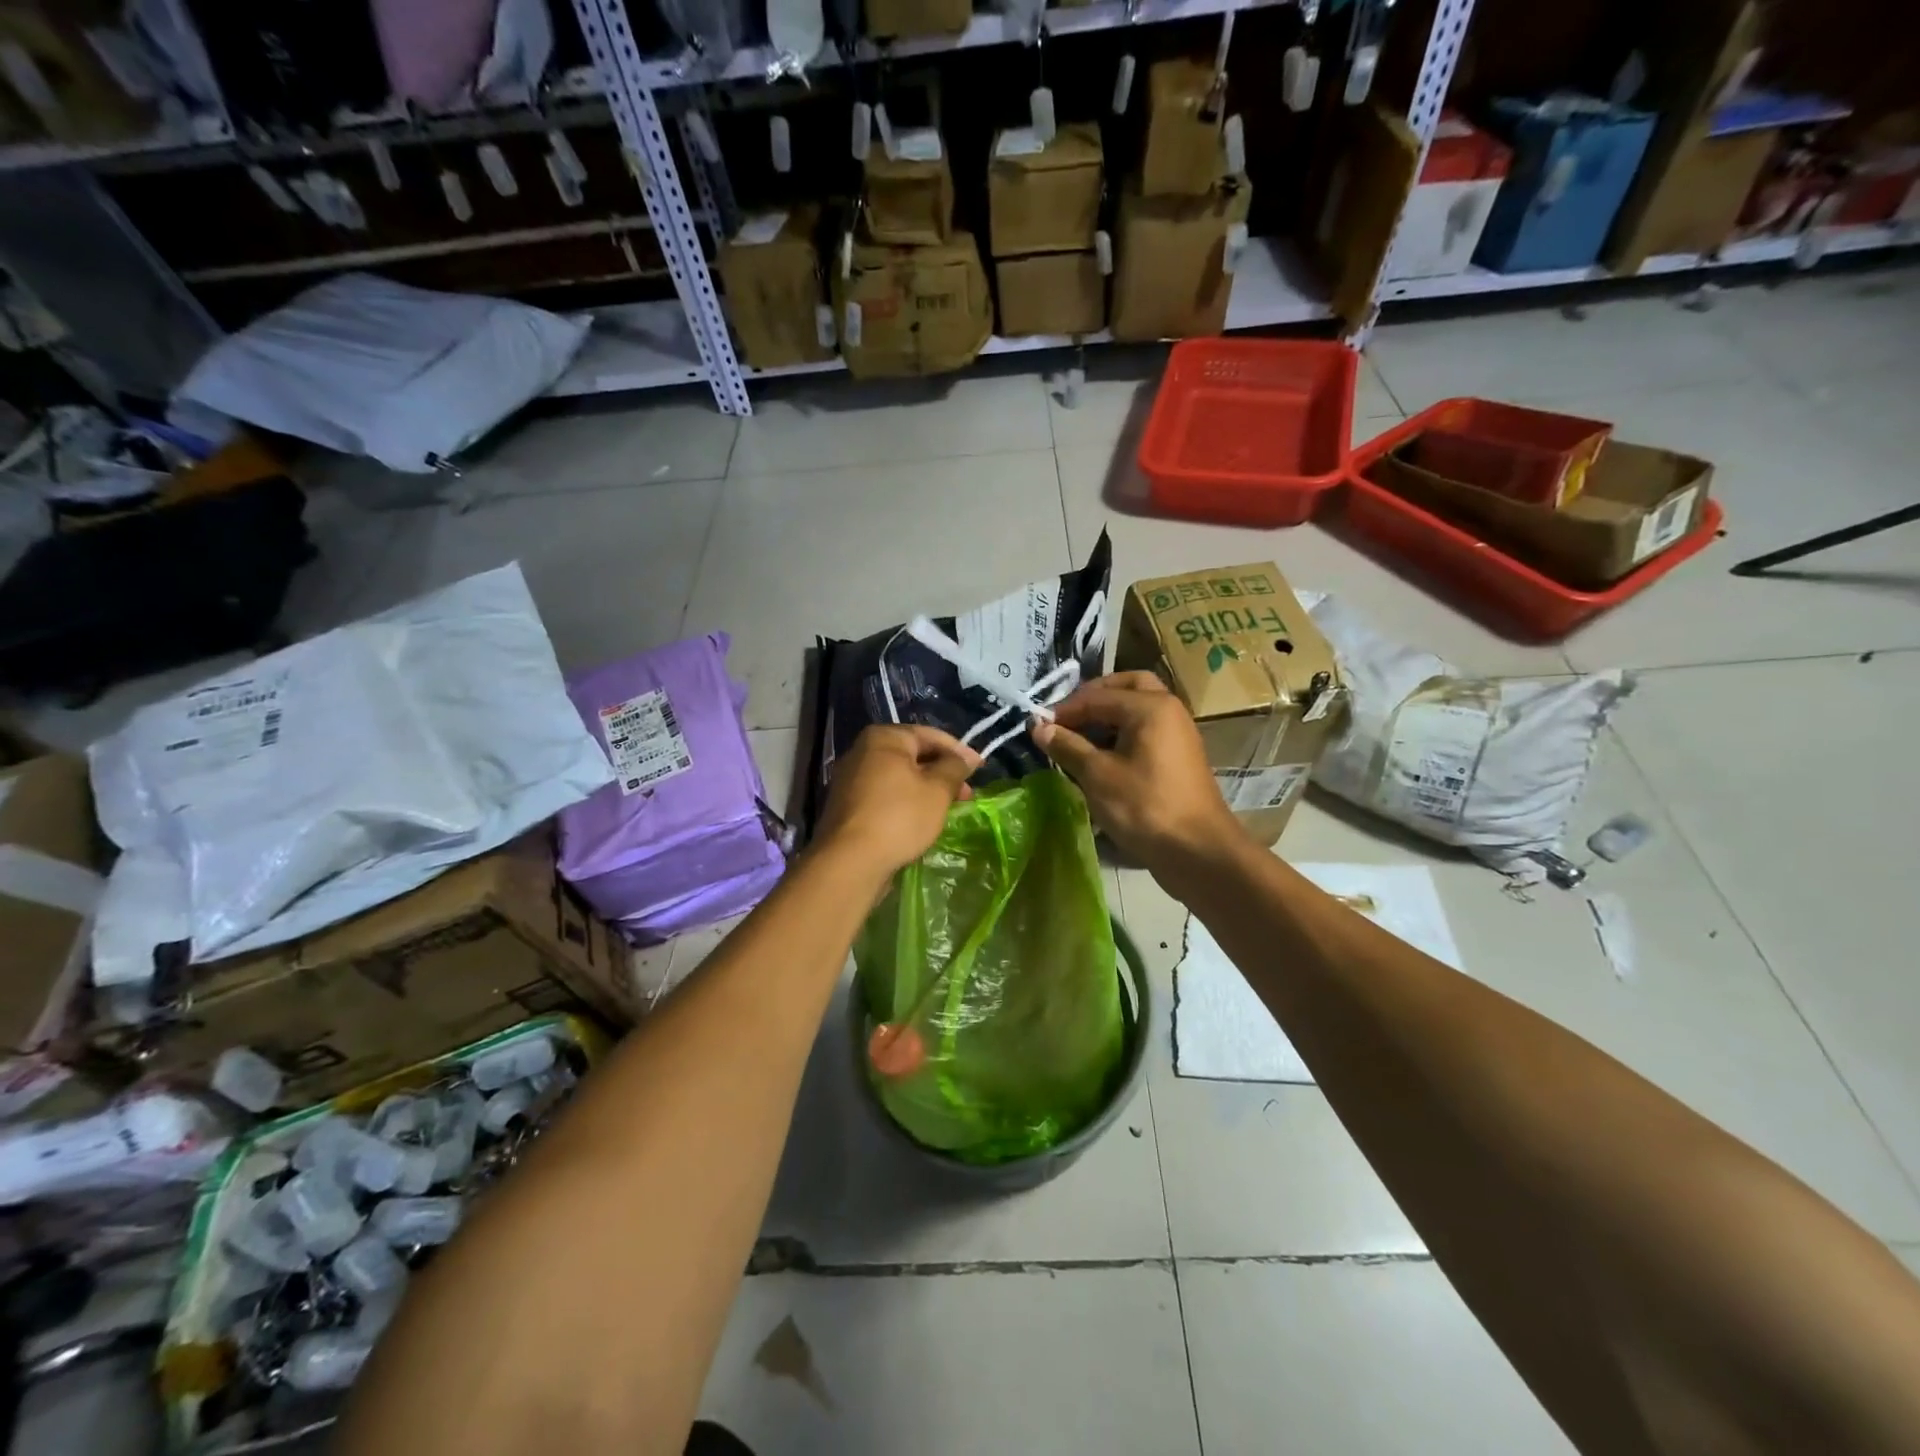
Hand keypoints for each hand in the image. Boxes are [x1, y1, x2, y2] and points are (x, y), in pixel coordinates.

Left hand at [813, 725, 979, 880]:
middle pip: (912, 755)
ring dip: (926, 788)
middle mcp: (862, 751)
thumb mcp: (937, 790)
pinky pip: (884, 795)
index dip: (959, 751)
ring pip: (899, 777)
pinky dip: (906, 801)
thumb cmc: (899, 817)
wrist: (850, 861)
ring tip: (948, 808)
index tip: (981, 768)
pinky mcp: (847, 805)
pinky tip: (921, 819)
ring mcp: (850, 779)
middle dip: (942, 772)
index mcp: (883, 738)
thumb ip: (954, 768)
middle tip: (967, 793)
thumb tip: (965, 759)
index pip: (929, 735)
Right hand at [1032, 672, 1237, 868]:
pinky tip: (1100, 758)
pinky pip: (1146, 730)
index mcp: (1150, 706)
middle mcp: (1168, 709)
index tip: (1037, 727)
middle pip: (1126, 687)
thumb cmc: (1144, 807)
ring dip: (1107, 716)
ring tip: (1077, 740)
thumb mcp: (1097, 775)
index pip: (1096, 696)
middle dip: (1093, 698)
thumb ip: (1067, 746)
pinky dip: (1122, 733)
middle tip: (1066, 719)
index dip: (1064, 710)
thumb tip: (1038, 727)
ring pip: (1137, 708)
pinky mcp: (1178, 756)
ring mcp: (1177, 732)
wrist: (1198, 851)